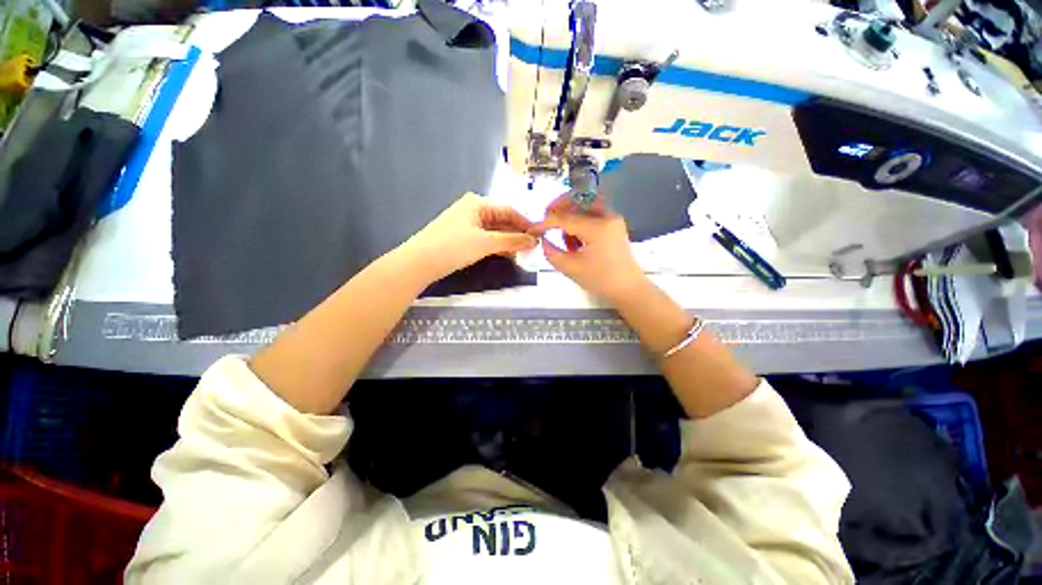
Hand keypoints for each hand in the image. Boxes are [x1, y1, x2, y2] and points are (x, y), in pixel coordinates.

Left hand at [401, 192, 537, 281]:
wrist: (420, 262)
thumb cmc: (453, 247)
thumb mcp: (485, 243)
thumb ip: (512, 241)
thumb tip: (534, 241)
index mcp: (478, 203)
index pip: (509, 211)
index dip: (525, 223)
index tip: (540, 236)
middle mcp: (473, 209)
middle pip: (502, 220)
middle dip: (517, 234)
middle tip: (534, 248)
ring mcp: (467, 223)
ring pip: (495, 231)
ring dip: (509, 241)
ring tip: (524, 253)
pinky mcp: (463, 237)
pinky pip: (486, 238)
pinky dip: (497, 246)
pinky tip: (508, 254)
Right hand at [534, 194, 648, 305]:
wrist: (628, 289)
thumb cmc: (600, 280)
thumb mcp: (571, 269)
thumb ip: (552, 252)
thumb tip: (543, 239)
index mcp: (597, 228)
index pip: (565, 218)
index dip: (546, 223)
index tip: (533, 229)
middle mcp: (607, 217)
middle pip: (578, 199)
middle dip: (559, 207)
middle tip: (547, 219)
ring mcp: (613, 219)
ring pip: (586, 205)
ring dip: (570, 215)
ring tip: (564, 237)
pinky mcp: (614, 225)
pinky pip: (593, 214)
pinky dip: (580, 221)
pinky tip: (575, 241)